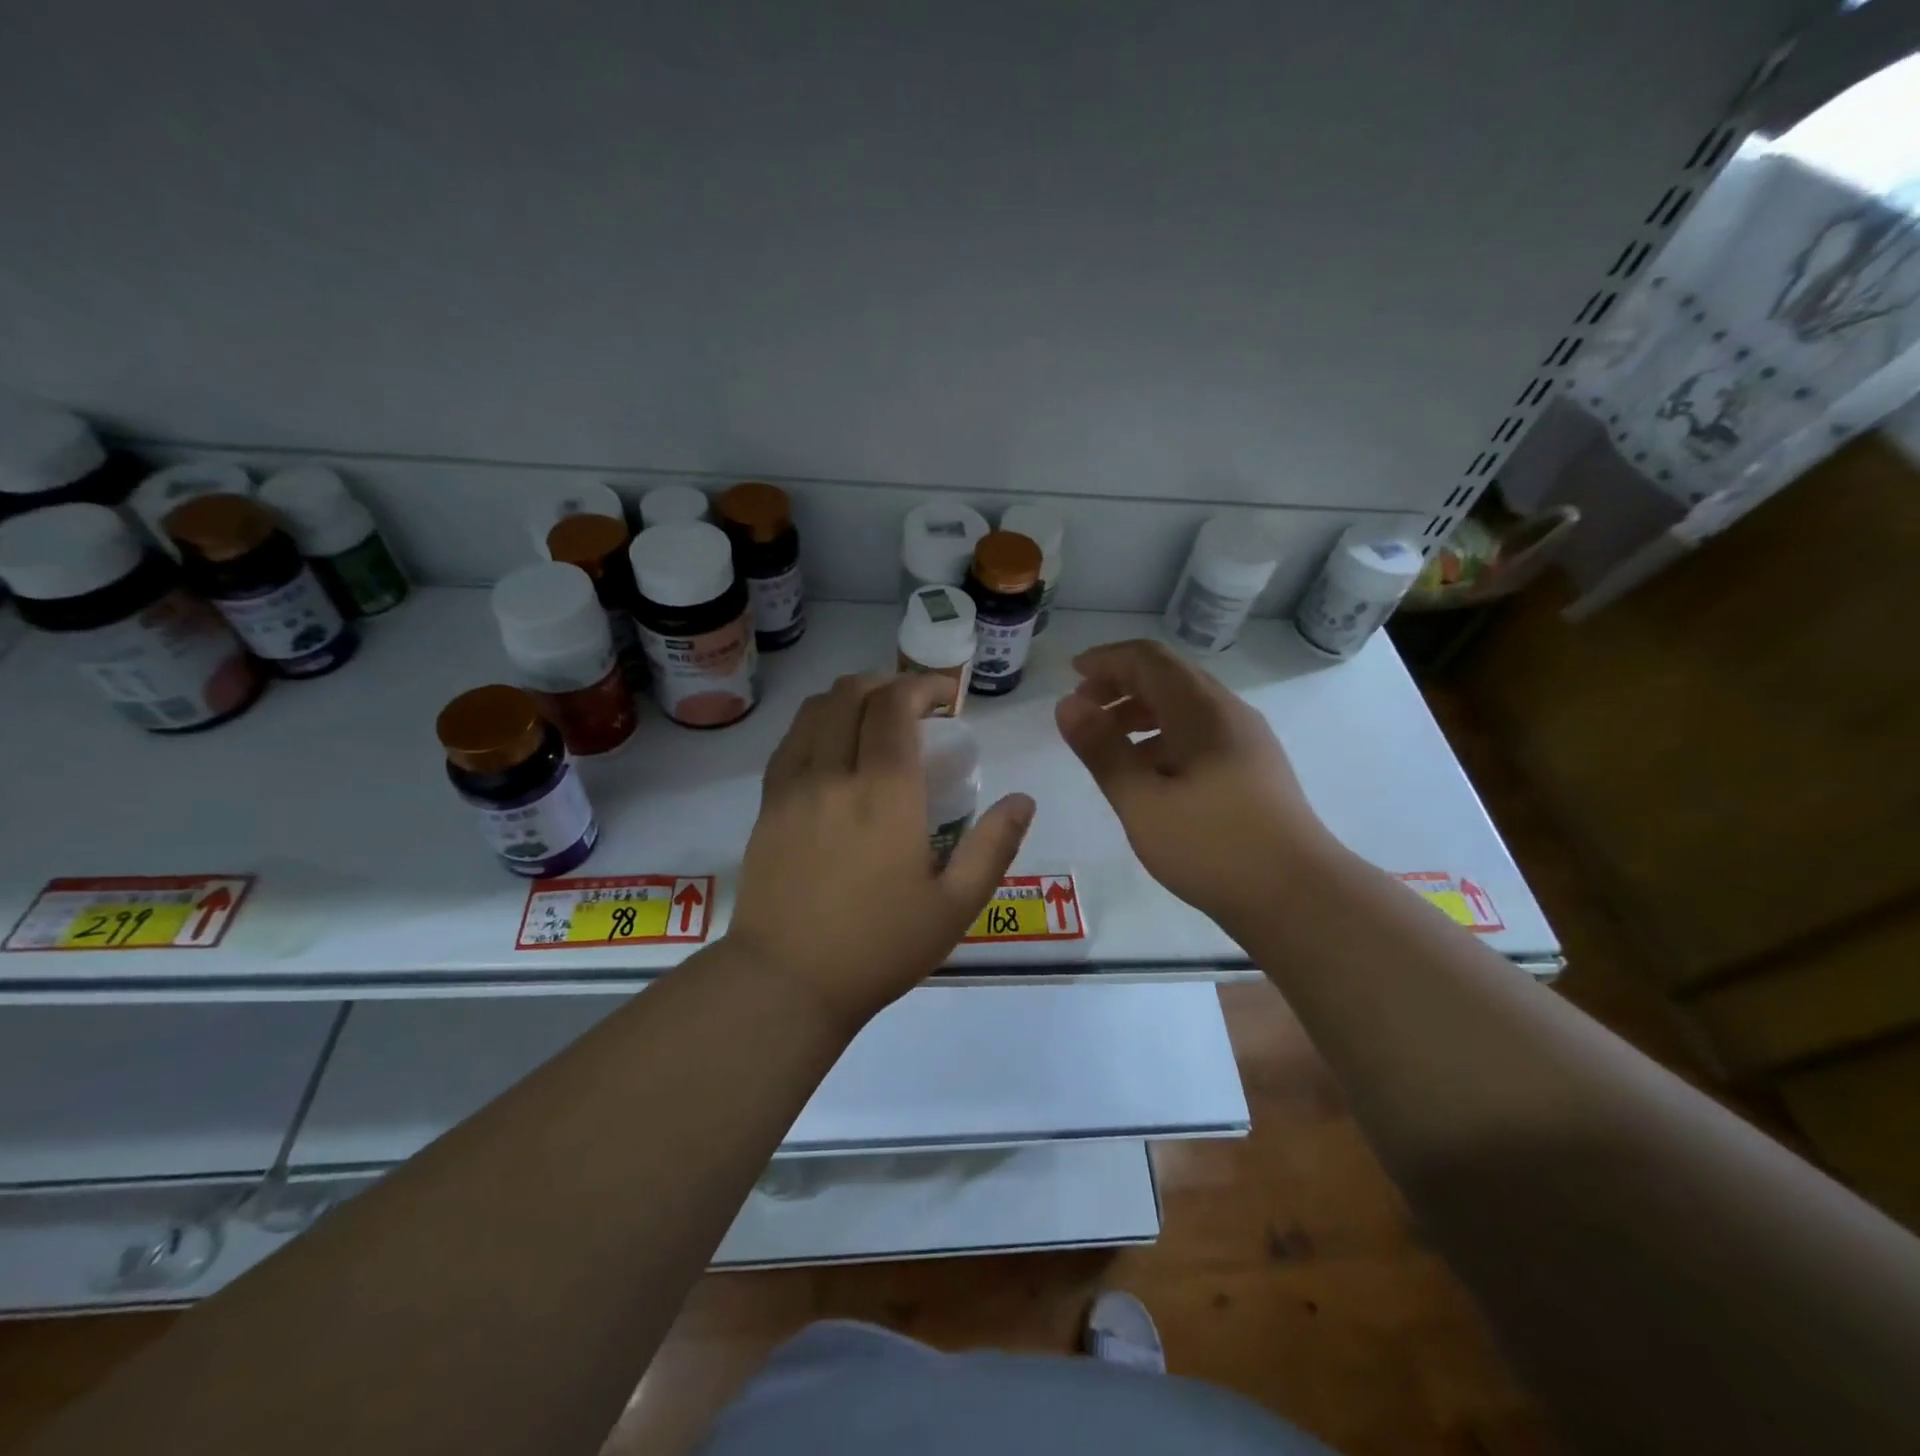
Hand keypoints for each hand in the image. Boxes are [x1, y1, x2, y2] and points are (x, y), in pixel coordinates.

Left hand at [729, 673, 1034, 1027]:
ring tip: (874, 720)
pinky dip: (817, 724)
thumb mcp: (955, 907)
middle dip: (889, 684)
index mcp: (885, 793)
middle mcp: (834, 774)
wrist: (787, 982)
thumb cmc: (878, 947)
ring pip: (815, 710)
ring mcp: (792, 787)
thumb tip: (1023, 800)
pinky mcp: (766, 805)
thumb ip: (994, 847)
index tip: (946, 698)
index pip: (895, 705)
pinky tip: (833, 748)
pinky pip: (790, 741)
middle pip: (852, 693)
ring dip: (850, 698)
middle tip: (915, 708)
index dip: (923, 685)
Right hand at [1055, 639, 1334, 931]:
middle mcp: (1229, 714)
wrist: (1299, 898)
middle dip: (1121, 684)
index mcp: (1202, 711)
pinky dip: (1164, 737)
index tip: (1071, 674)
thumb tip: (1068, 704)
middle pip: (1168, 677)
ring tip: (1108, 742)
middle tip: (1083, 709)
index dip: (1106, 660)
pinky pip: (1200, 733)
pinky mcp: (1253, 768)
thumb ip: (1103, 750)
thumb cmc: (1213, 848)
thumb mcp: (1143, 802)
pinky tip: (1148, 774)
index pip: (1148, 660)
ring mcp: (1247, 741)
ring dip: (1141, 712)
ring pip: (1185, 706)